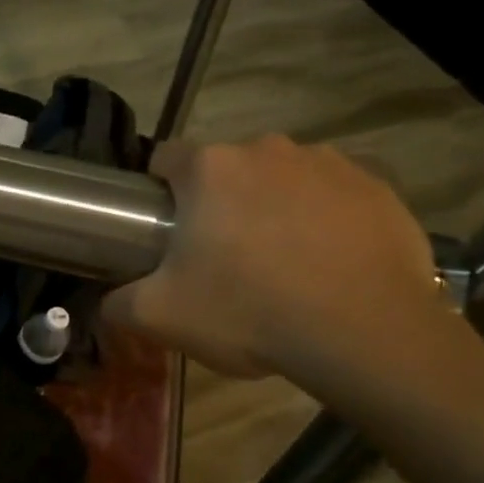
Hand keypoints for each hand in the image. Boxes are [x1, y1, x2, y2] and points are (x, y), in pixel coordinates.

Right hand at [102, 136, 441, 388]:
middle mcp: (268, 149)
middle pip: (227, 171)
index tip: (166, 230)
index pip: (165, 158)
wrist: (364, 333)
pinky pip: (334, 196)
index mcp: (210, 169)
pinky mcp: (378, 186)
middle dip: (220, 204)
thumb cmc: (248, 312)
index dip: (158, 192)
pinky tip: (328, 264)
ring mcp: (328, 163)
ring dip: (273, 208)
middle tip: (223, 259)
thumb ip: (118, 303)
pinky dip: (324, 220)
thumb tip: (105, 300)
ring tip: (282, 265)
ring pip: (281, 180)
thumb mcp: (161, 317)